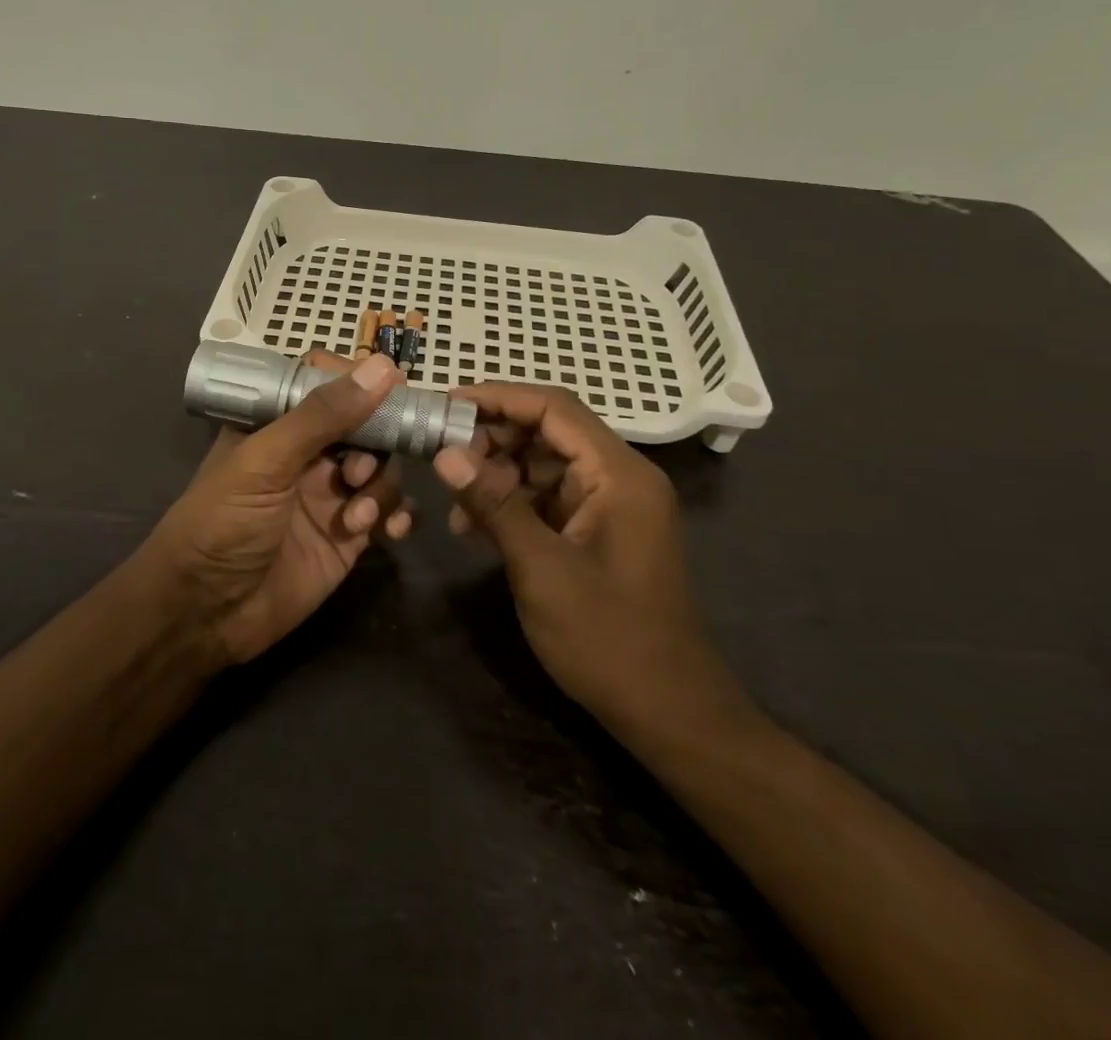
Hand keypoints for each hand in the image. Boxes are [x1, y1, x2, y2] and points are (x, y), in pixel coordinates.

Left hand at [149, 352, 414, 664]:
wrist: (205, 614)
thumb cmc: (222, 524)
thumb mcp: (265, 462)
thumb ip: (321, 416)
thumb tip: (382, 367)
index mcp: (277, 423)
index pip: (326, 383)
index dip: (359, 382)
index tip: (391, 386)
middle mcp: (308, 453)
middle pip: (364, 424)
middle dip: (376, 442)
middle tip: (358, 472)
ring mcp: (331, 494)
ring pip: (382, 467)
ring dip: (381, 485)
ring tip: (357, 515)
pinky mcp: (349, 535)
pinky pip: (389, 510)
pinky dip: (397, 515)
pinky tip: (388, 532)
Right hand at [433, 384, 750, 746]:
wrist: (668, 712)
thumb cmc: (608, 639)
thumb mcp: (541, 568)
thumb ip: (494, 503)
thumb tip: (445, 452)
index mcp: (619, 474)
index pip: (554, 409)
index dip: (498, 398)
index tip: (446, 403)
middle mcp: (619, 478)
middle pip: (549, 432)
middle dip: (493, 438)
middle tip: (442, 454)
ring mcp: (610, 506)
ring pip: (544, 465)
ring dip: (497, 474)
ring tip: (453, 499)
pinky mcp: (598, 532)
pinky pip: (549, 498)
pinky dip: (512, 503)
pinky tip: (474, 526)